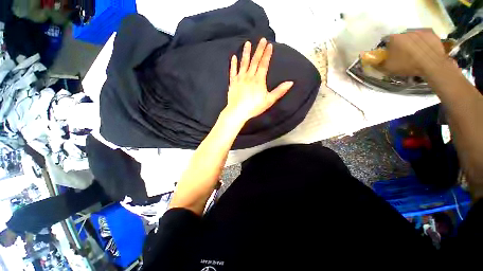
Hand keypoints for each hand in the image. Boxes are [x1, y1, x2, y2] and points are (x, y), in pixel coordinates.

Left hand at [224, 38, 293, 123]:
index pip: (264, 64)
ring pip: (243, 63)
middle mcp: (249, 76)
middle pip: (255, 61)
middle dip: (259, 50)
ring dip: (246, 53)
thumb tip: (290, 82)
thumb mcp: (269, 101)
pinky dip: (233, 64)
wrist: (238, 112)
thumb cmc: (254, 107)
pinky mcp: (233, 83)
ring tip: (247, 43)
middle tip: (261, 39)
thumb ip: (279, 91)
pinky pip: (233, 71)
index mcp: (258, 80)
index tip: (269, 45)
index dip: (267, 54)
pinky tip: (233, 57)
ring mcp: (240, 79)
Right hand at [381, 29, 449, 76]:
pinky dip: (423, 42)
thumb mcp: (388, 67)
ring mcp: (420, 31)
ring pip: (412, 36)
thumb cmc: (408, 64)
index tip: (390, 55)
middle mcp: (406, 31)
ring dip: (412, 42)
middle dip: (400, 44)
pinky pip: (424, 37)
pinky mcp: (431, 33)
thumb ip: (378, 62)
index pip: (386, 41)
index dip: (387, 48)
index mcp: (394, 38)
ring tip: (415, 53)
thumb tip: (372, 59)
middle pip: (400, 38)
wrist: (432, 64)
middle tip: (403, 54)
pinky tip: (424, 50)